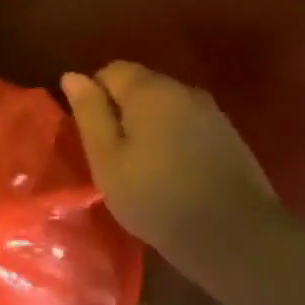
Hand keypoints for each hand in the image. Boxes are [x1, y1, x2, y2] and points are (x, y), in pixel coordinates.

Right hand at [62, 62, 283, 277]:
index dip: (93, 97)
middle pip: (141, 86)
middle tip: (110, 156)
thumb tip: (72, 76)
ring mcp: (212, 113)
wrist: (231, 233)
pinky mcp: (228, 137)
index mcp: (150, 91)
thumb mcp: (106, 158)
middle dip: (121, 112)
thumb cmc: (154, 196)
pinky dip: (172, 141)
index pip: (111, 71)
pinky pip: (187, 127)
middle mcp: (185, 91)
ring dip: (147, 127)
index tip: (89, 135)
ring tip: (139, 167)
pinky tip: (170, 174)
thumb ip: (89, 113)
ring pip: (166, 108)